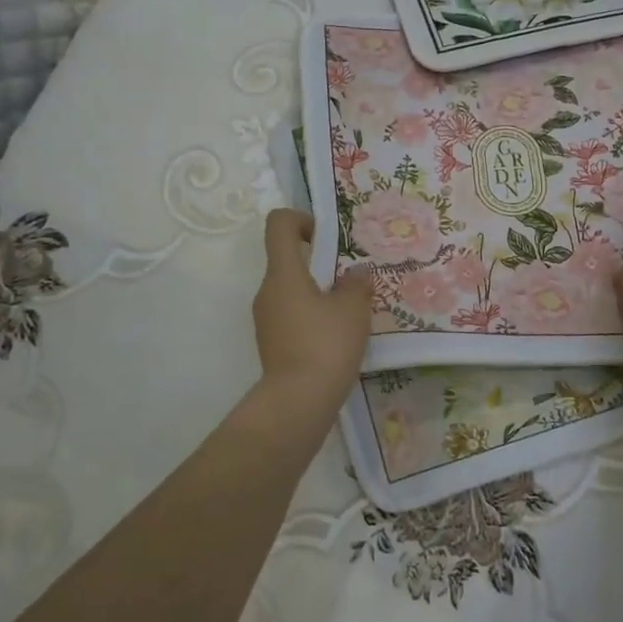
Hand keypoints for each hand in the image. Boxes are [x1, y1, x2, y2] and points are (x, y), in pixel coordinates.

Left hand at [252, 209, 372, 410]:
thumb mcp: (353, 310)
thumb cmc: (326, 344)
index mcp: (283, 273)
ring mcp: (265, 318)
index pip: (279, 225)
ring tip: (348, 311)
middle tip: (350, 278)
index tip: (326, 236)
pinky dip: (311, 316)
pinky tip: (336, 336)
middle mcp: (267, 290)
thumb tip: (356, 273)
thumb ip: (356, 284)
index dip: (301, 219)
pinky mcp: (271, 342)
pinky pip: (291, 315)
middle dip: (319, 262)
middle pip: (287, 259)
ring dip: (317, 292)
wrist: (298, 401)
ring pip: (291, 290)